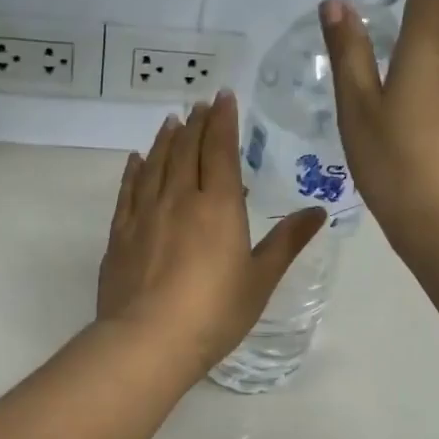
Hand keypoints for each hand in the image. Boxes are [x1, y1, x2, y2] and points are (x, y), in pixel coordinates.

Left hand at [98, 92, 324, 376]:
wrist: (148, 341)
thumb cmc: (214, 313)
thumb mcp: (259, 280)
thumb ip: (286, 242)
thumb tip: (317, 212)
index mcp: (218, 206)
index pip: (221, 151)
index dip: (223, 121)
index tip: (223, 98)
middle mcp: (179, 199)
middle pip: (186, 150)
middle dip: (194, 124)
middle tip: (198, 105)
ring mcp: (145, 215)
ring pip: (155, 165)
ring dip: (165, 140)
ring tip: (170, 122)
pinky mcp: (121, 234)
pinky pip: (128, 191)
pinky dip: (134, 171)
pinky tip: (136, 160)